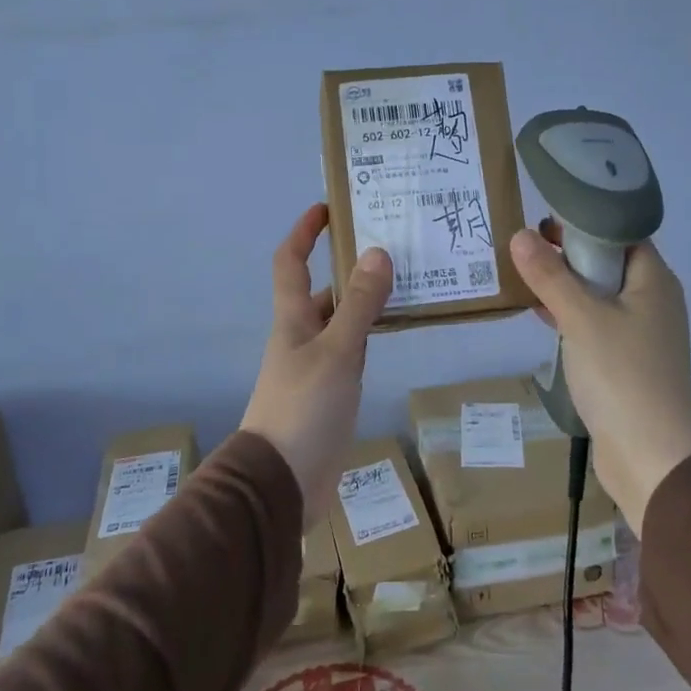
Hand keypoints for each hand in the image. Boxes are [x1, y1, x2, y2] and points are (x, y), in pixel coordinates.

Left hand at [241, 204, 392, 524]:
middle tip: (392, 246)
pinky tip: (397, 331)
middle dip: (349, 266)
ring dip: (366, 301)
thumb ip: (359, 306)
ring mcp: (316, 366)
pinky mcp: (331, 393)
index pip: (290, 262)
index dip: (304, 232)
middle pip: (323, 290)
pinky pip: (353, 351)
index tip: (328, 208)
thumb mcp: (337, 352)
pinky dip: (371, 336)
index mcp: (293, 319)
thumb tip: (377, 253)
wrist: (282, 482)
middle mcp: (302, 336)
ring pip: (342, 321)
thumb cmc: (303, 408)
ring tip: (408, 281)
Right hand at [510, 227, 690, 527]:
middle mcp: (654, 302)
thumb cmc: (620, 374)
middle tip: (525, 247)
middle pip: (608, 264)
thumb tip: (520, 235)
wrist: (649, 454)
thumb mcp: (580, 318)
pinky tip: (541, 316)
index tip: (543, 221)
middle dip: (568, 255)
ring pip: (600, 296)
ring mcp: (642, 334)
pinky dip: (571, 316)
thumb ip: (550, 276)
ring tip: (525, 277)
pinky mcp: (627, 362)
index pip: (620, 234)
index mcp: (654, 281)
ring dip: (566, 287)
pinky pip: (597, 325)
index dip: (583, 224)